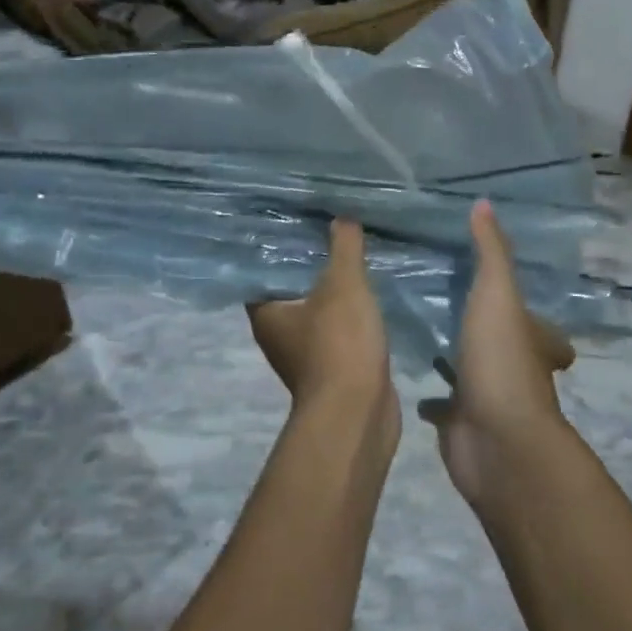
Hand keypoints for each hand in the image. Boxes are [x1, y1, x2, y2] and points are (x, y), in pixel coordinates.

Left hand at [248, 220, 399, 442]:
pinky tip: (369, 293)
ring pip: (318, 310)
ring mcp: (306, 354)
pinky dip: (350, 313)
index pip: (262, 269)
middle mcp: (278, 333)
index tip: (296, 219)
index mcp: (267, 312)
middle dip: (310, 262)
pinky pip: (339, 329)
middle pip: (291, 288)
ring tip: (353, 254)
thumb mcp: (343, 284)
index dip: (277, 245)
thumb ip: (343, 247)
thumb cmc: (338, 344)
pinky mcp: (333, 368)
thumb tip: (341, 217)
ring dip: (333, 289)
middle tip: (329, 229)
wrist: (359, 413)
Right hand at [420, 201, 576, 507]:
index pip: (544, 329)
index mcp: (532, 341)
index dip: (532, 316)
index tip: (502, 296)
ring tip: (421, 332)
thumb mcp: (498, 294)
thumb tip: (484, 203)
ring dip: (455, 359)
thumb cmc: (502, 361)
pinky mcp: (461, 424)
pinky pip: (443, 405)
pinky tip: (405, 374)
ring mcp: (488, 400)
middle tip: (447, 305)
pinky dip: (430, 395)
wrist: (496, 443)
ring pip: (471, 373)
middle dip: (485, 333)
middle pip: (505, 349)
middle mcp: (515, 370)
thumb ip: (490, 251)